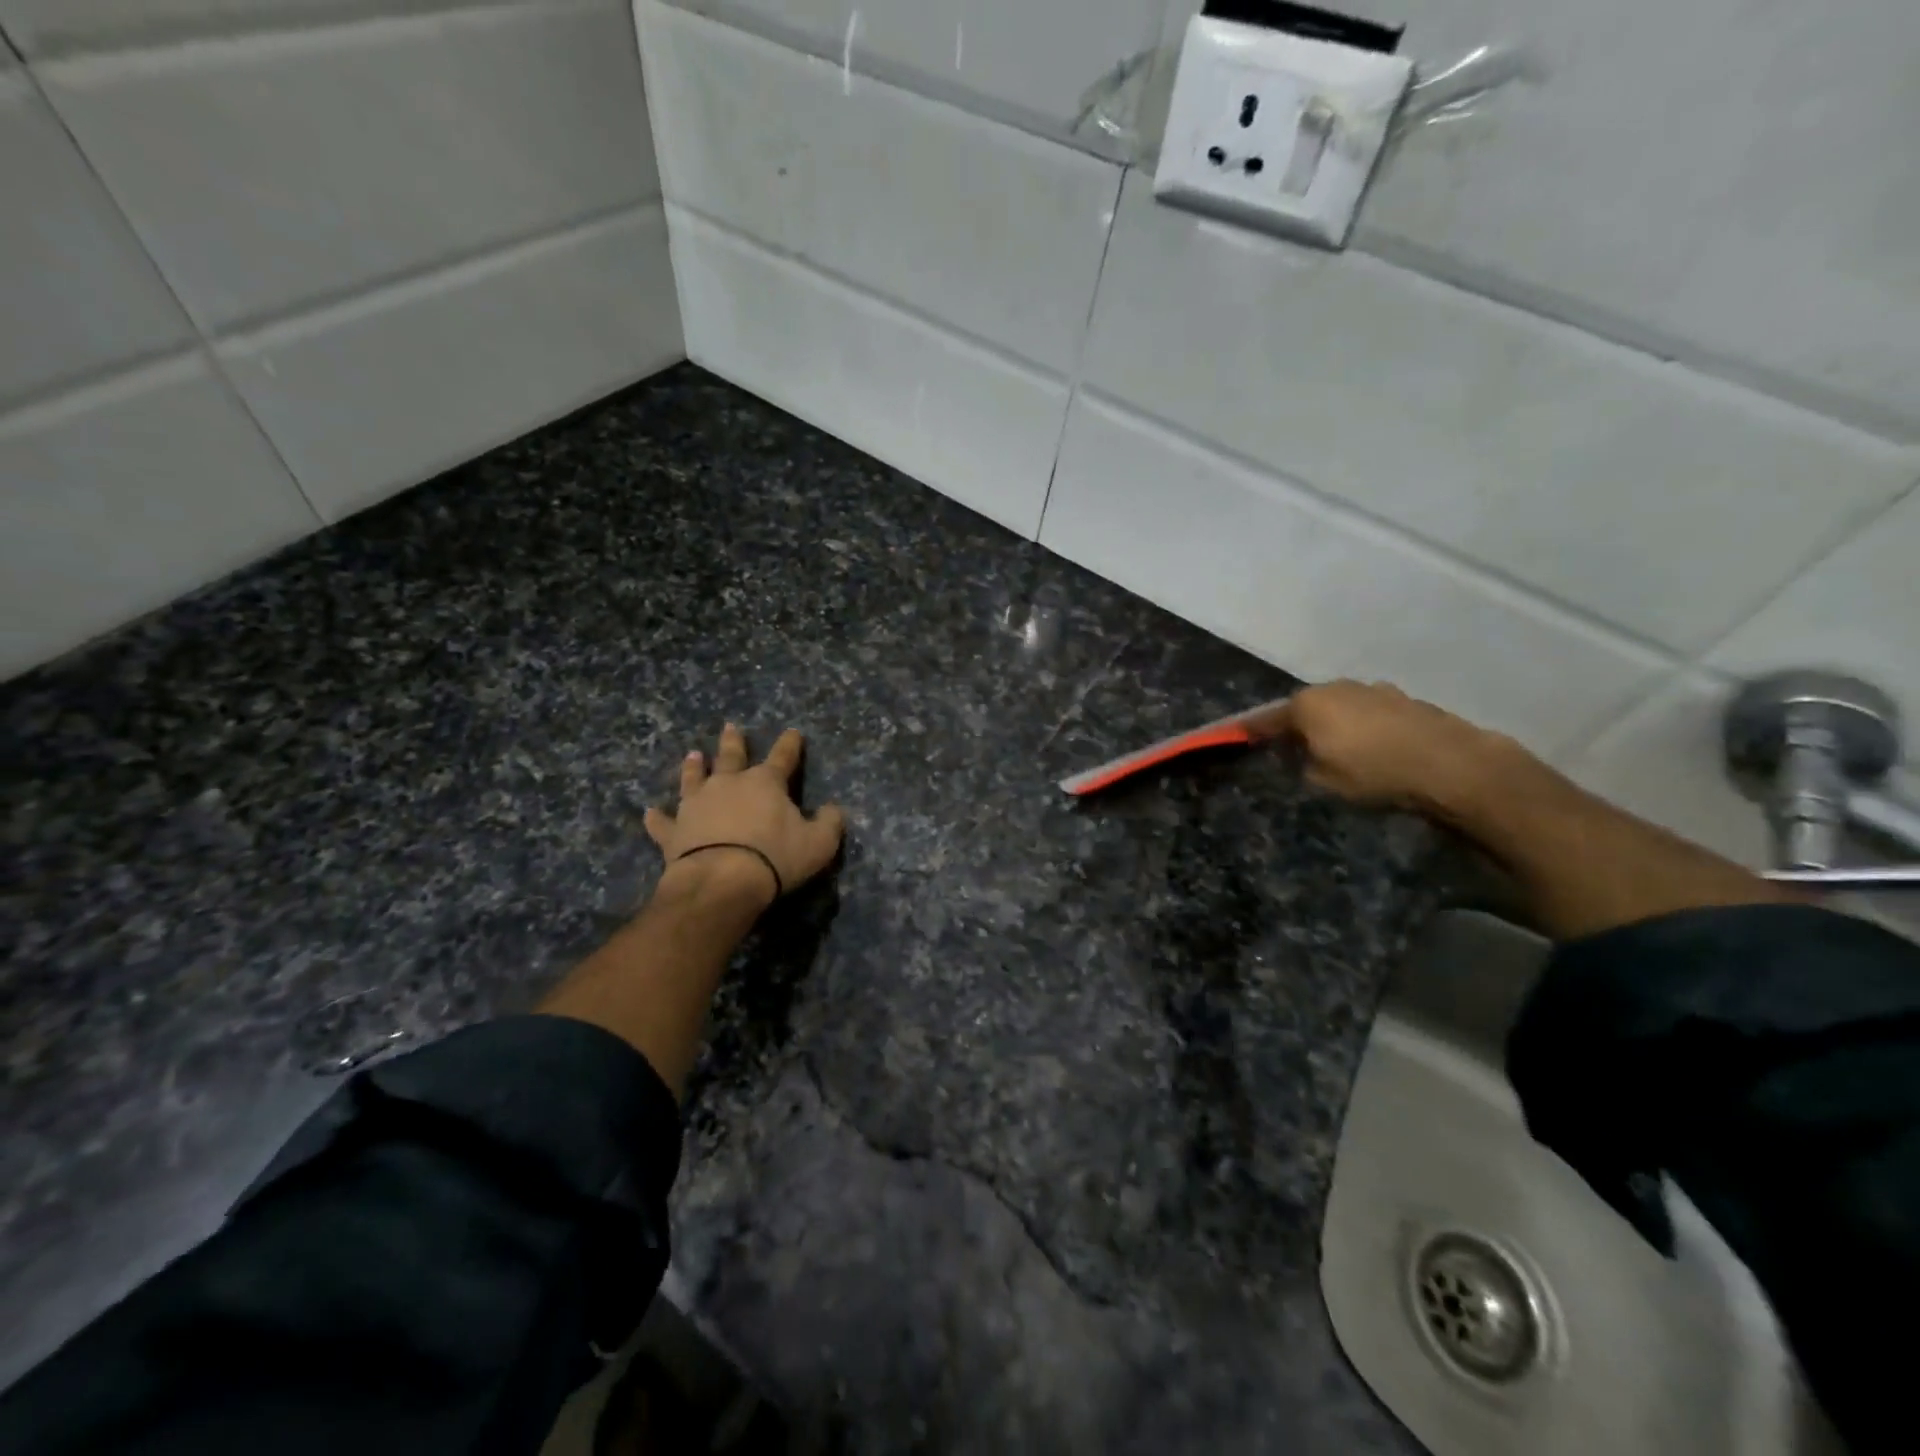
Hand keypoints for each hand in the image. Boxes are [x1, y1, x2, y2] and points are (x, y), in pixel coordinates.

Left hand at [644, 724, 845, 905]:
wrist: (721, 880)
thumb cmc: (775, 857)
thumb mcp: (819, 843)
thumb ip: (829, 823)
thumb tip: (832, 810)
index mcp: (766, 783)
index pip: (783, 757)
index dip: (790, 744)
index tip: (792, 731)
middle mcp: (729, 784)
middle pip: (732, 756)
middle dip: (734, 742)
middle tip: (730, 726)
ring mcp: (696, 805)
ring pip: (694, 778)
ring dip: (693, 767)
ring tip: (693, 754)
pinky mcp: (674, 831)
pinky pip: (662, 822)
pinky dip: (657, 818)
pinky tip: (649, 812)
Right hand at [1244, 680, 1514, 814]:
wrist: (1450, 764)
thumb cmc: (1373, 772)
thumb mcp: (1322, 781)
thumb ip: (1302, 764)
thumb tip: (1302, 755)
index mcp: (1308, 704)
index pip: (1268, 717)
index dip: (1253, 730)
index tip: (1239, 737)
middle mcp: (1337, 687)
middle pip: (1307, 706)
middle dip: (1298, 725)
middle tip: (1293, 748)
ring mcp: (1374, 690)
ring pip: (1341, 707)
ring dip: (1335, 723)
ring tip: (1337, 749)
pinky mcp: (1405, 700)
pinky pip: (1370, 713)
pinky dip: (1363, 726)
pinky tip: (1372, 747)